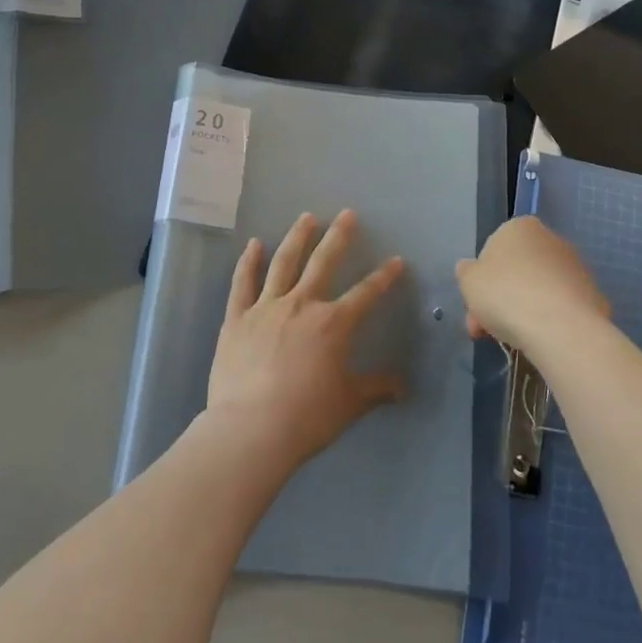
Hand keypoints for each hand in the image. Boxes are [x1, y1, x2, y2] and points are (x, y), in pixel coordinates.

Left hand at [205, 210, 407, 472]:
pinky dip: (248, 262)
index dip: (384, 276)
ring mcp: (266, 307)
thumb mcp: (349, 404)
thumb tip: (404, 387)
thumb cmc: (306, 417)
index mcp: (333, 324)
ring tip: (306, 217)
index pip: (365, 293)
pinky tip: (253, 244)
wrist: (251, 428)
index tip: (396, 260)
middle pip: (323, 262)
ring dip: (297, 237)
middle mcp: (302, 305)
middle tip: (347, 214)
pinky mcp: (237, 318)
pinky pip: (243, 283)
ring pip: (284, 262)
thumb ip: (376, 389)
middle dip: (338, 236)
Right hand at [455, 216, 609, 352]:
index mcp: (521, 227)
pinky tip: (542, 341)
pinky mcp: (593, 295)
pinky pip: (562, 308)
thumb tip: (470, 269)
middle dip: (500, 300)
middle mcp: (551, 239)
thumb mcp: (468, 281)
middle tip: (486, 330)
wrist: (561, 328)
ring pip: (539, 290)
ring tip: (513, 342)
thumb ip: (467, 272)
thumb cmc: (506, 294)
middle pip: (517, 271)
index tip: (475, 307)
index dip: (481, 282)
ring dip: (523, 311)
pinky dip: (550, 321)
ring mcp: (576, 267)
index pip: (494, 250)